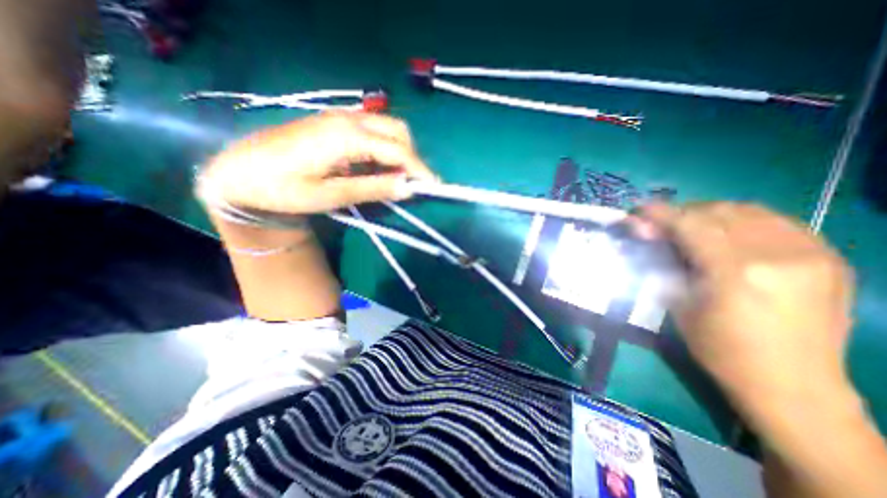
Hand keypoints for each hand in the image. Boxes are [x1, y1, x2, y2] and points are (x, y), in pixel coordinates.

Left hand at [199, 111, 437, 212]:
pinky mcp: (335, 124)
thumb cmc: (283, 189)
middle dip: (412, 157)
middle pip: (398, 131)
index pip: (398, 150)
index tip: (434, 187)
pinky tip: (377, 168)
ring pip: (387, 128)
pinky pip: (373, 132)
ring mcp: (341, 118)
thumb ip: (373, 189)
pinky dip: (384, 149)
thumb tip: (409, 188)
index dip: (419, 169)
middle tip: (412, 183)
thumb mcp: (330, 195)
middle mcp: (349, 120)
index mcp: (347, 137)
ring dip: (399, 152)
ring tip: (396, 179)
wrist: (240, 172)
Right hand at [635, 202, 854, 412]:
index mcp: (735, 271)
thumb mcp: (679, 305)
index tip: (638, 210)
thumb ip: (665, 264)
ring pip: (748, 211)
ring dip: (710, 214)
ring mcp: (812, 253)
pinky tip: (727, 233)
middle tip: (660, 225)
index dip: (659, 213)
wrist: (794, 386)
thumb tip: (648, 237)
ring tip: (690, 226)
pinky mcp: (829, 258)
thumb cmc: (720, 349)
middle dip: (681, 212)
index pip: (690, 224)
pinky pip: (777, 221)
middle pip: (718, 212)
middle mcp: (778, 254)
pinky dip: (742, 220)